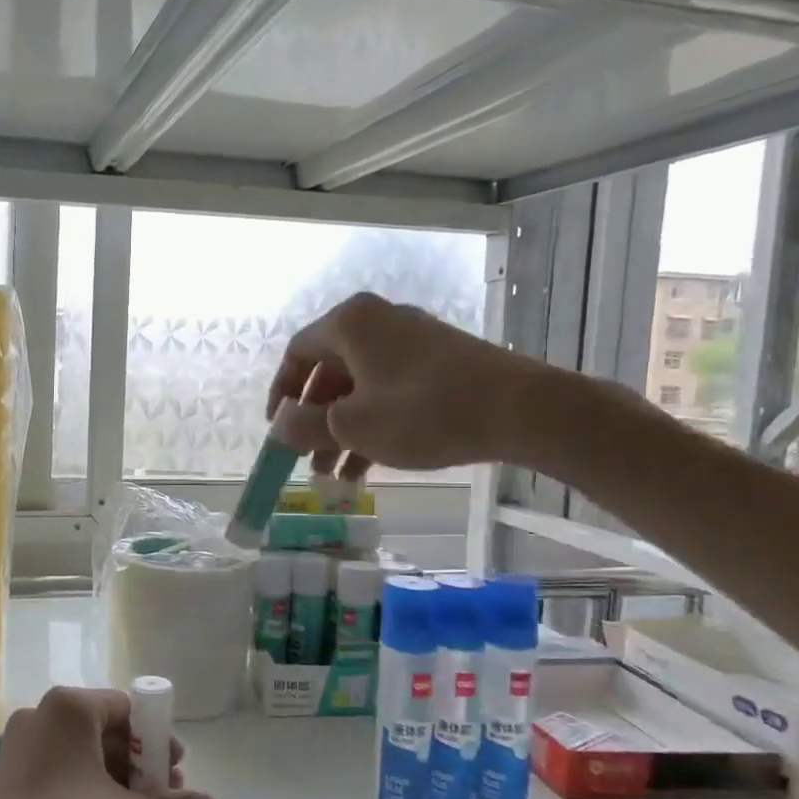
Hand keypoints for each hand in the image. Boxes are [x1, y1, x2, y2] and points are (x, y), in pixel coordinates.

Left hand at [0, 687, 218, 798]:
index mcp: (69, 708)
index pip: (127, 709)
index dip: (157, 740)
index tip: (176, 775)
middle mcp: (40, 715)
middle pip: (104, 730)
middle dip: (139, 765)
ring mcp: (18, 746)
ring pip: (81, 754)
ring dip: (115, 781)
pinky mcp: (6, 778)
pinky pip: (58, 771)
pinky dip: (86, 789)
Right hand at [267, 292, 555, 473]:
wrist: (521, 409)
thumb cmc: (423, 412)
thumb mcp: (352, 426)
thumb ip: (304, 425)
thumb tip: (279, 424)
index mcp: (349, 324)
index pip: (296, 354)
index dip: (280, 394)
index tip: (276, 430)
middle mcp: (377, 321)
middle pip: (329, 372)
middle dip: (314, 421)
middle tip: (306, 460)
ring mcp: (411, 339)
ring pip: (360, 386)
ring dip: (341, 430)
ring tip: (335, 477)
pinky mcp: (438, 360)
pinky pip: (389, 389)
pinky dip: (372, 423)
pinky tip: (367, 466)